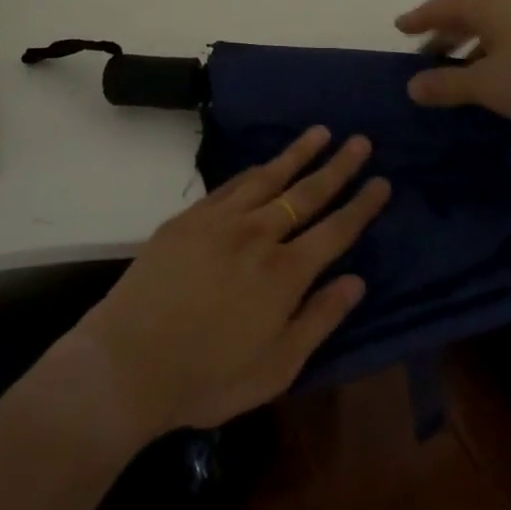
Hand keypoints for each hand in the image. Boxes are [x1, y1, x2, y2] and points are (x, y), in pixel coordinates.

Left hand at [73, 127, 390, 439]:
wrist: (128, 361)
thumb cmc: (207, 377)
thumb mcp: (276, 368)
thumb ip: (319, 320)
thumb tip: (357, 282)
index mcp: (285, 273)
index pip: (335, 230)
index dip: (361, 206)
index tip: (382, 181)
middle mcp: (258, 235)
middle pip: (307, 192)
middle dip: (338, 166)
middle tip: (361, 141)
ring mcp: (220, 220)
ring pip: (269, 177)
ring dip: (298, 153)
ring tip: (320, 132)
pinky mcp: (189, 217)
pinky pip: (231, 184)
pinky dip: (255, 170)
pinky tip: (265, 163)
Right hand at [395, 0, 510, 124]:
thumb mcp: (487, 85)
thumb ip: (447, 85)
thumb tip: (412, 86)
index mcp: (485, 3)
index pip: (441, 6)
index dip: (419, 19)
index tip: (401, 27)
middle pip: (466, 9)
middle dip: (445, 30)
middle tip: (428, 51)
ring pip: (492, 19)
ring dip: (472, 38)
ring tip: (463, 63)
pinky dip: (496, 42)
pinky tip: (502, 66)